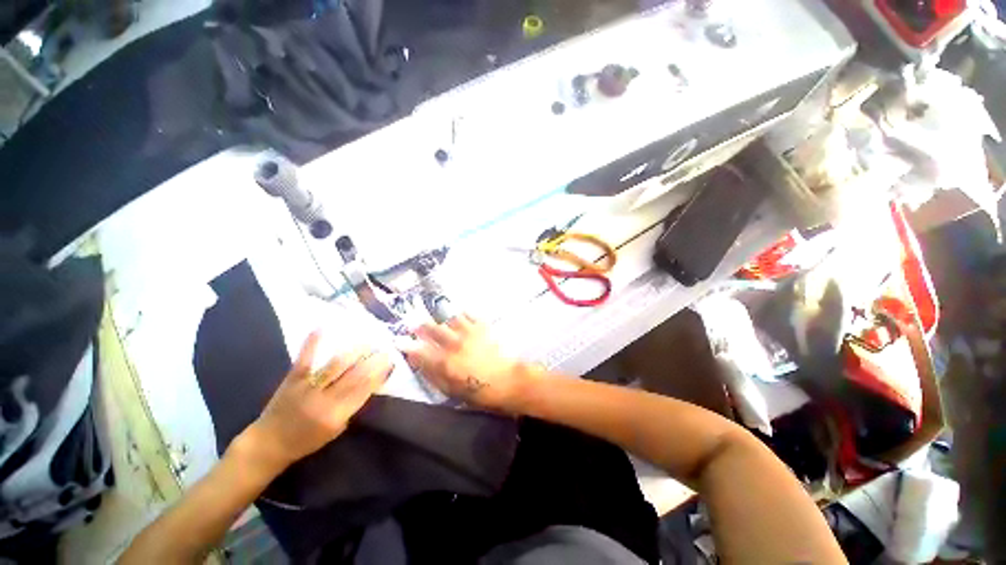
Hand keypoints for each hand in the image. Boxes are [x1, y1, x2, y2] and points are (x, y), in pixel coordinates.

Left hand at [233, 332, 392, 473]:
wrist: (268, 444)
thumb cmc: (307, 440)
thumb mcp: (336, 428)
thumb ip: (353, 405)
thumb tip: (371, 382)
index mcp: (336, 415)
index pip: (364, 389)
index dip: (380, 373)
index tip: (391, 362)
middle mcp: (323, 400)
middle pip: (355, 375)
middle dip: (373, 360)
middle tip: (385, 349)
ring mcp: (307, 387)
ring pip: (336, 364)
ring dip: (355, 351)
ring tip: (368, 342)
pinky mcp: (292, 378)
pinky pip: (306, 358)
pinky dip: (313, 342)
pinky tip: (323, 327)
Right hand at [398, 314, 538, 411]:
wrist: (509, 381)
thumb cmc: (480, 392)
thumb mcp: (452, 391)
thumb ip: (433, 376)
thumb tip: (419, 363)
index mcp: (445, 363)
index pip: (420, 351)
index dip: (408, 346)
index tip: (400, 341)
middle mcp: (454, 344)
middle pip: (433, 330)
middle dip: (422, 327)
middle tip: (416, 325)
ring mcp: (469, 333)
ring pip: (450, 319)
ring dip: (442, 320)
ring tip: (440, 320)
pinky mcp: (483, 328)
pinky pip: (470, 315)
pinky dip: (463, 314)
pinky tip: (461, 314)